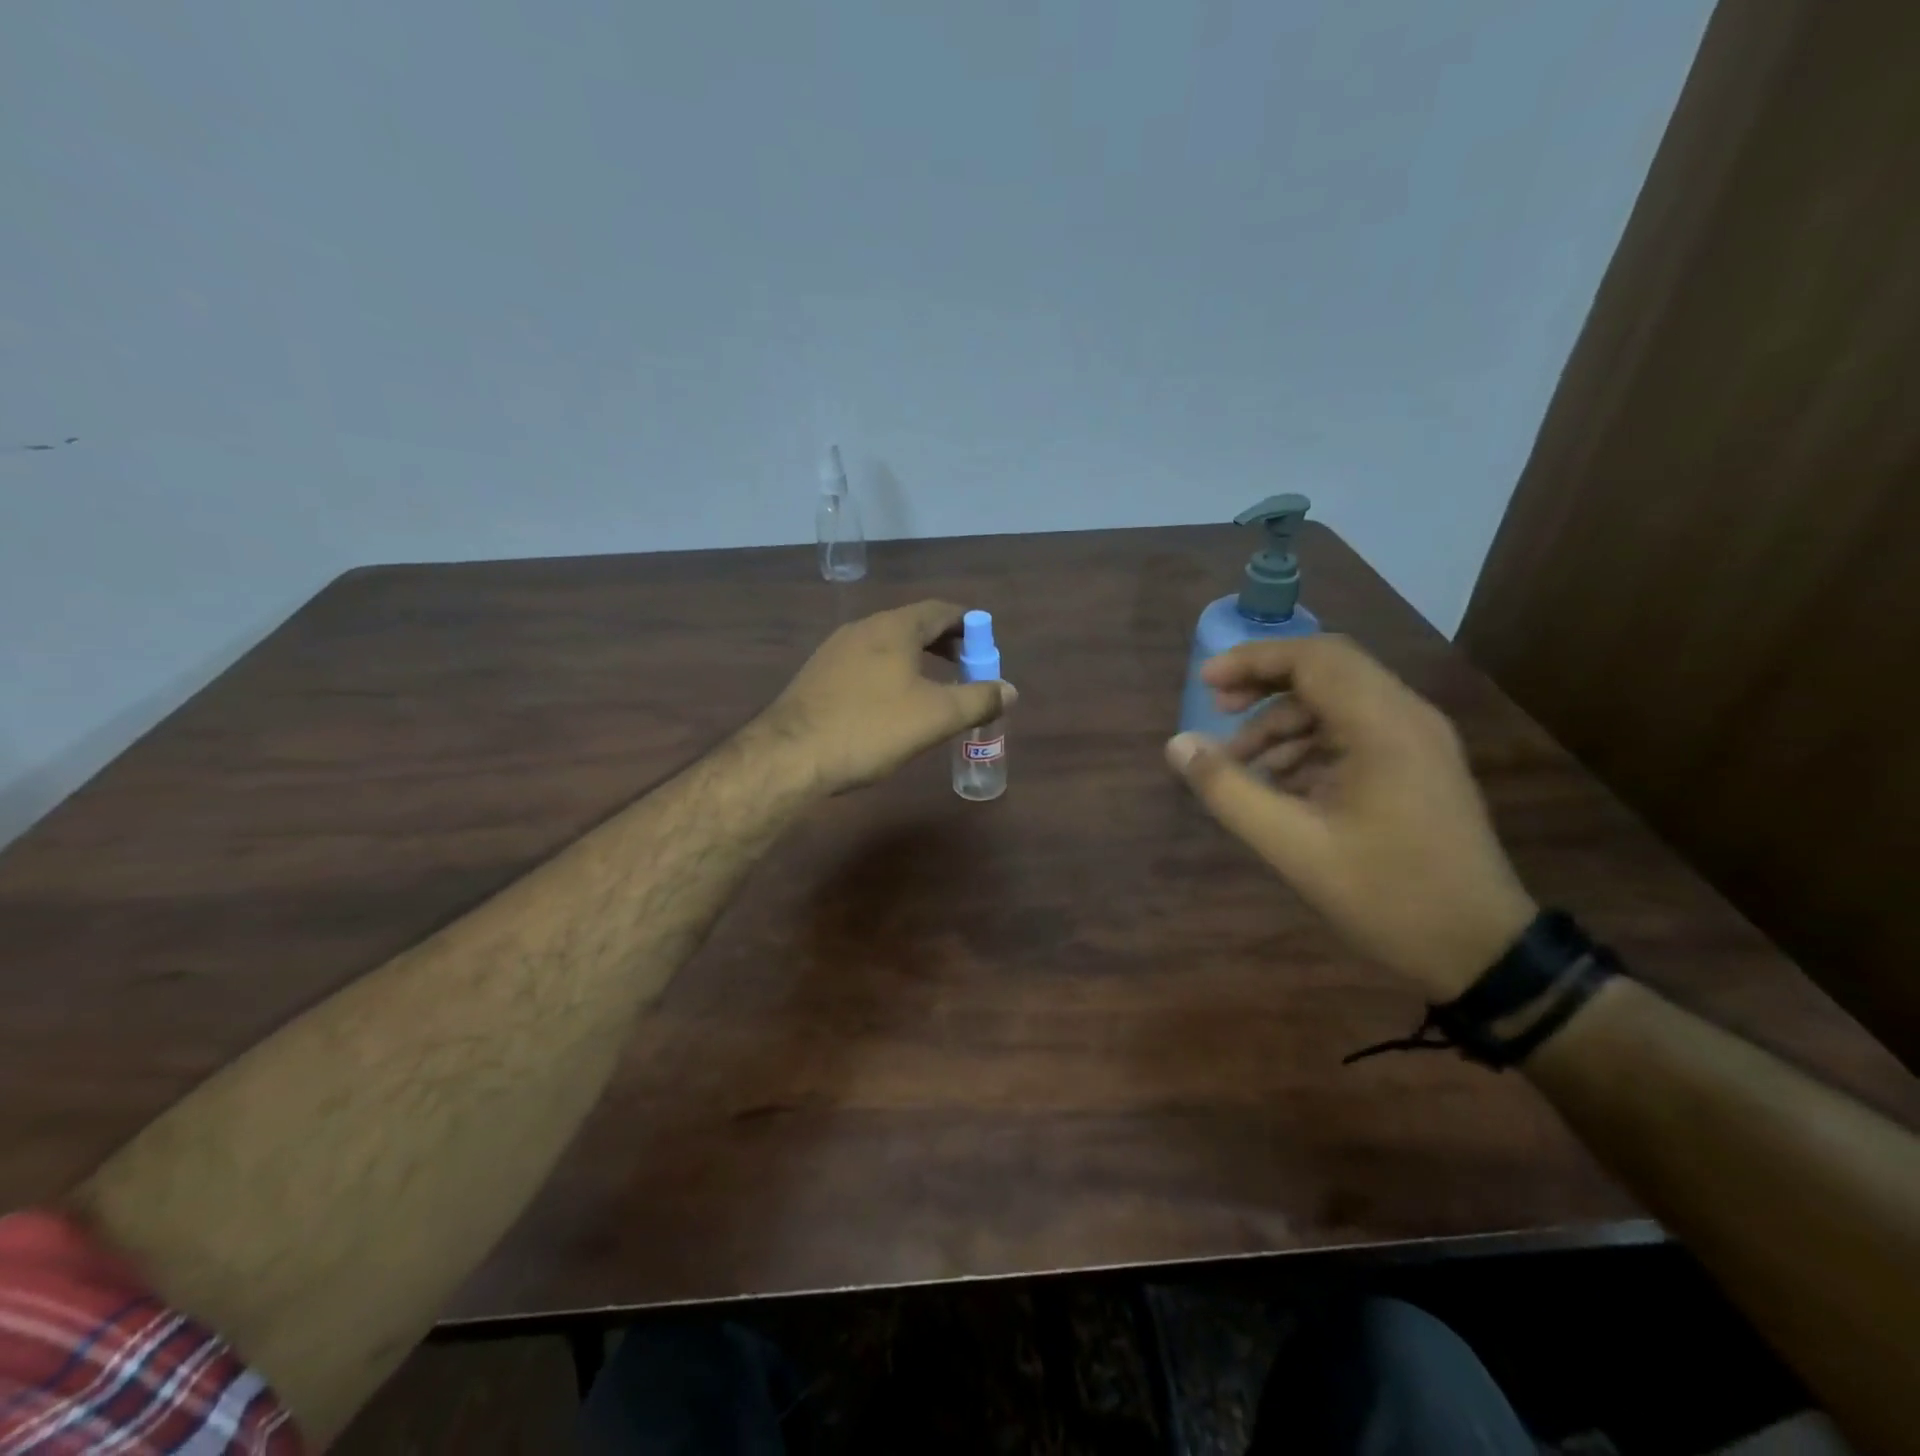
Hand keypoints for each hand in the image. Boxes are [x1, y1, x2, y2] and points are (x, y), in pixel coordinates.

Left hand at [759, 600, 1013, 794]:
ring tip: (935, 688)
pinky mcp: (818, 676)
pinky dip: (891, 673)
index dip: (969, 625)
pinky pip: (866, 664)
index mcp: (894, 628)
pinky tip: (892, 704)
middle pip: (914, 625)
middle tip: (967, 669)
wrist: (791, 755)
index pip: (941, 611)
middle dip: (945, 644)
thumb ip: (979, 699)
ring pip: (888, 645)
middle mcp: (863, 628)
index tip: (986, 645)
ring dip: (917, 660)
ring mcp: (835, 651)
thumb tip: (1010, 689)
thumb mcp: (936, 716)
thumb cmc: (870, 728)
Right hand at [1165, 635, 1535, 997]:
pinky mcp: (1417, 765)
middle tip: (1217, 711)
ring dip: (1283, 723)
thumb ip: (1229, 791)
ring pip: (1338, 703)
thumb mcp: (1293, 846)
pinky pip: (1353, 732)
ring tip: (1239, 764)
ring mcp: (1417, 741)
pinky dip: (1309, 745)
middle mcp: (1406, 717)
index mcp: (1384, 726)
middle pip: (1326, 671)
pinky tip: (1278, 784)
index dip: (1253, 661)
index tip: (1206, 684)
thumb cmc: (1386, 895)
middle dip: (1264, 686)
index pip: (1314, 658)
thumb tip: (1178, 745)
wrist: (1479, 949)